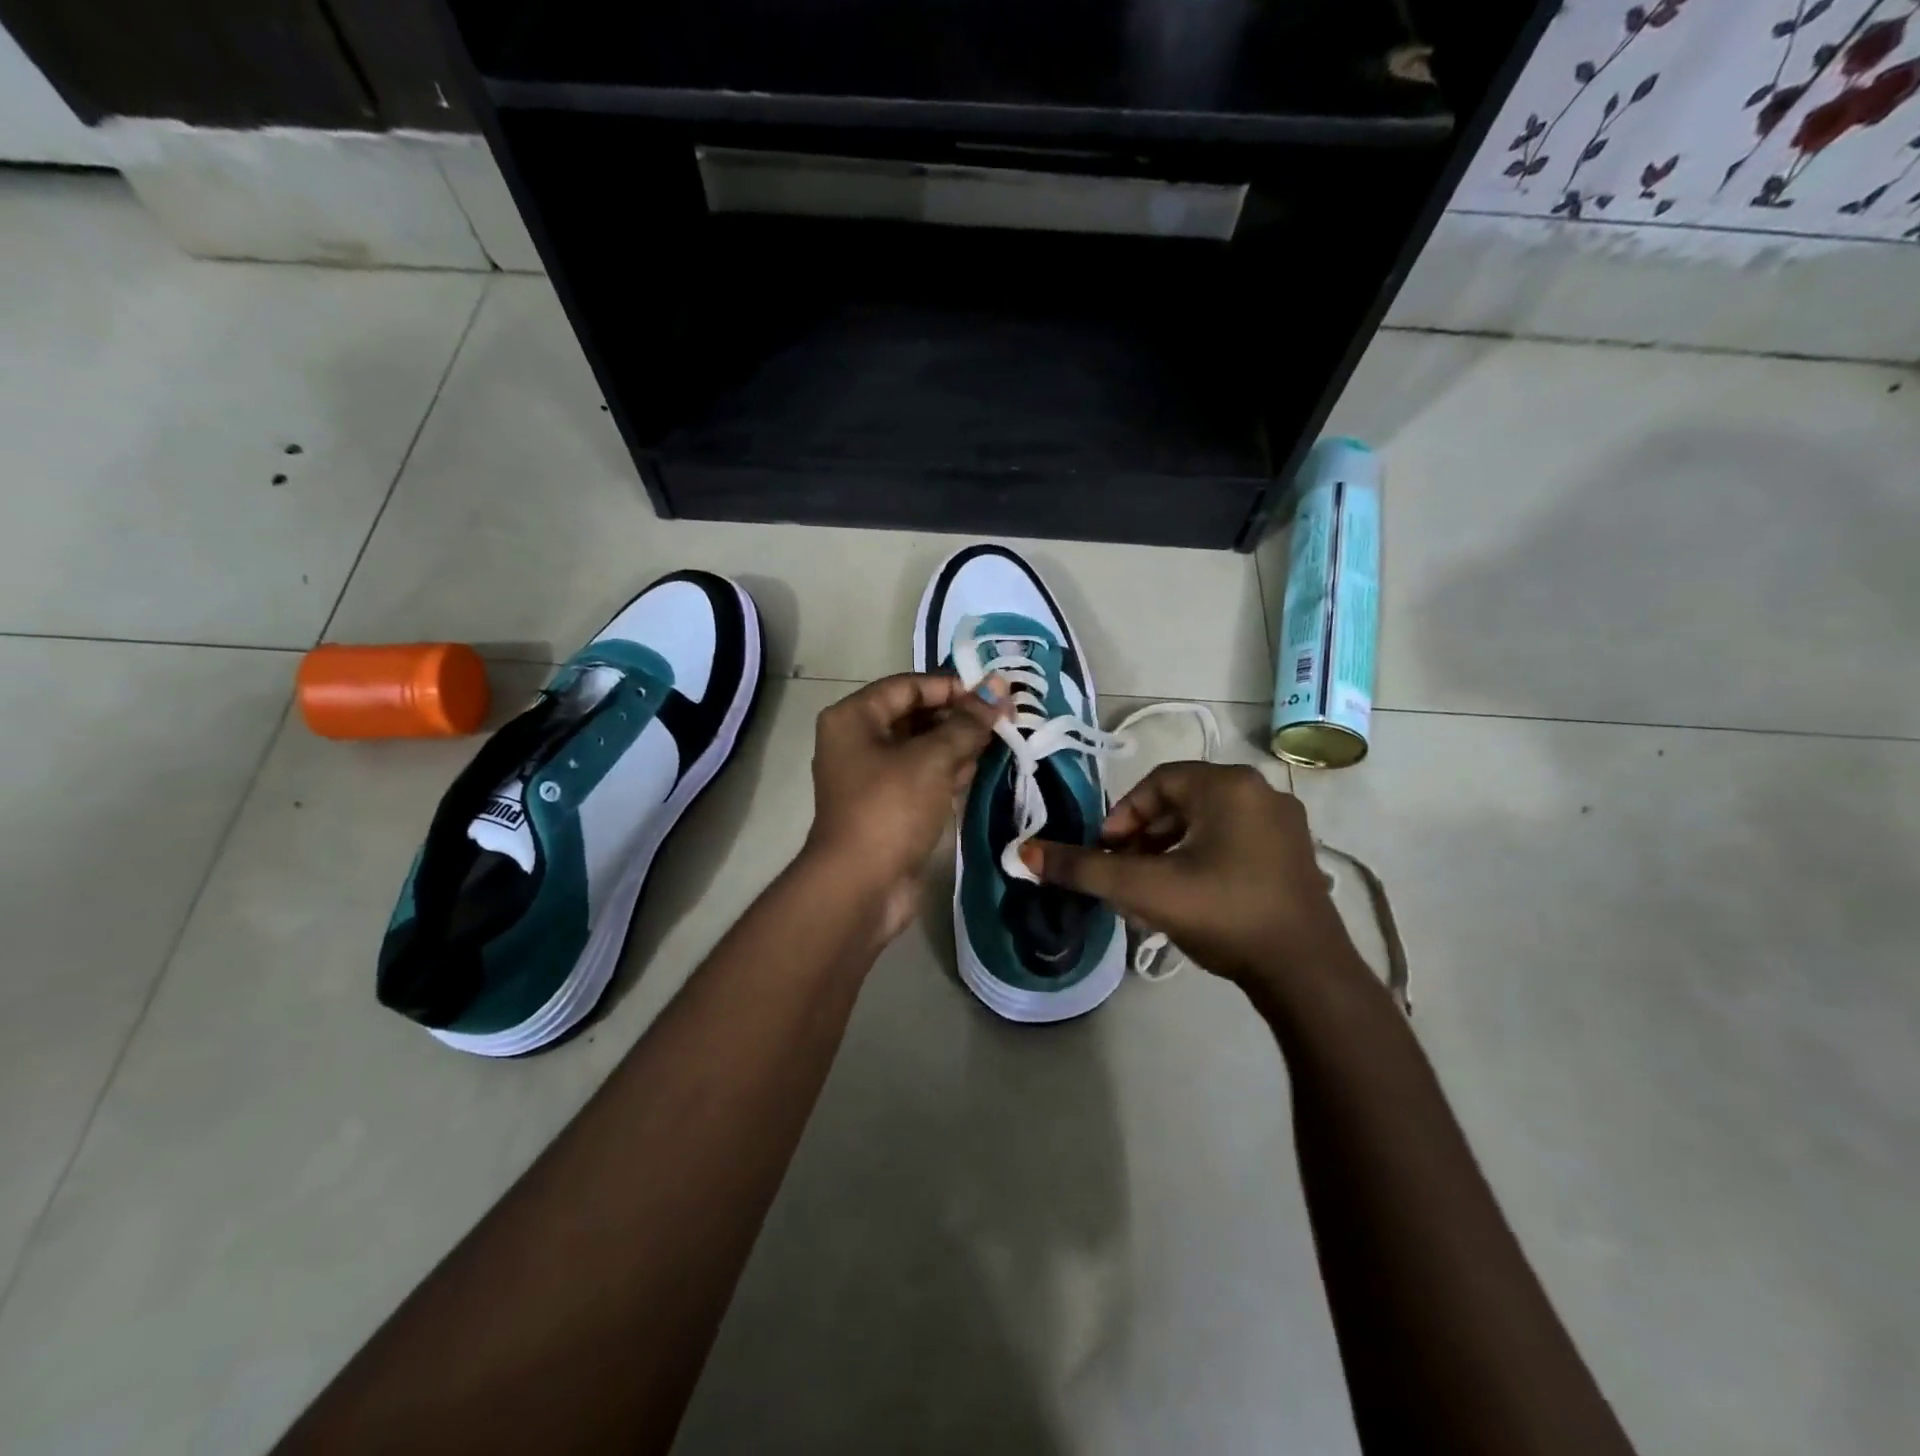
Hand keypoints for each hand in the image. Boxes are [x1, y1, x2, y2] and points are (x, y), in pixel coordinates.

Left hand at [804, 672, 1005, 940]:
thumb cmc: (891, 808)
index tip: (993, 693)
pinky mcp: (889, 807)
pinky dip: (949, 770)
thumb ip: (967, 723)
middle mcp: (858, 741)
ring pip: (922, 748)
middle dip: (959, 715)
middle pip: (915, 715)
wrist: (861, 886)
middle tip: (1005, 716)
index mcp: (854, 718)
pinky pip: (923, 777)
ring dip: (959, 743)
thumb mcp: (932, 759)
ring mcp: (873, 777)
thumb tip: (997, 690)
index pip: (908, 686)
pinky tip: (981, 767)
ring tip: (1001, 738)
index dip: (951, 686)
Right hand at [1021, 762, 1362, 992]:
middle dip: (1143, 838)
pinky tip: (1189, 900)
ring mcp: (1285, 826)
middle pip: (1182, 804)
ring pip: (1207, 826)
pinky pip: (1233, 844)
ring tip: (1150, 891)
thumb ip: (1083, 869)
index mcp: (1229, 785)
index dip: (1122, 816)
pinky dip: (1202, 862)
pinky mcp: (1296, 858)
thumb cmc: (1223, 913)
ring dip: (1169, 852)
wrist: (1306, 974)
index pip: (1157, 783)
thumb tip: (1024, 853)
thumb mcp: (1144, 889)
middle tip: (1123, 874)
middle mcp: (1261, 793)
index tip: (1106, 854)